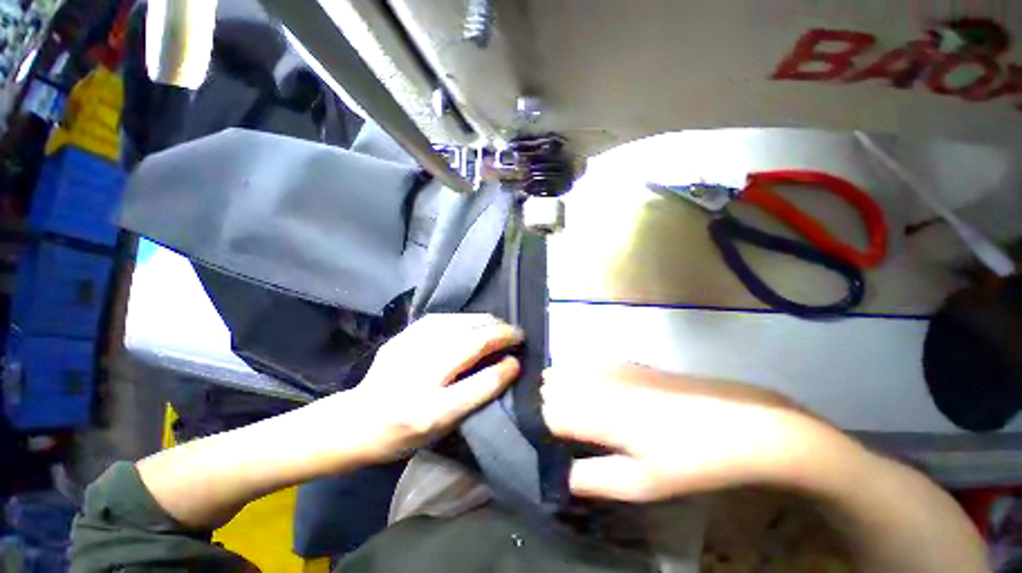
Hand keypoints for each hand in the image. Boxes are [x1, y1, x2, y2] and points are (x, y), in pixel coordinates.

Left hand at [349, 313, 521, 460]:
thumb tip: (504, 368)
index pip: (478, 386)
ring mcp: (408, 351)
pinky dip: (464, 318)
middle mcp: (419, 378)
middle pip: (469, 346)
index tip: (518, 360)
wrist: (357, 421)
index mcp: (429, 412)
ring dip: (485, 322)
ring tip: (501, 324)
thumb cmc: (403, 435)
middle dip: (500, 335)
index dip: (503, 371)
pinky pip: (441, 319)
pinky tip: (474, 321)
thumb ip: (474, 399)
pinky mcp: (402, 337)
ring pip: (458, 325)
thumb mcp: (442, 431)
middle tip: (517, 334)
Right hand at [542, 363, 835, 501]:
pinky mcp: (626, 361)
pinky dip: (577, 374)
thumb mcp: (643, 484)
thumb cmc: (690, 459)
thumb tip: (564, 475)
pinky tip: (592, 390)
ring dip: (561, 387)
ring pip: (566, 369)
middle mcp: (598, 382)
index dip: (546, 429)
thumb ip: (595, 479)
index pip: (548, 413)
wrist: (739, 422)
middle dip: (550, 405)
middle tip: (566, 429)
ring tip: (574, 410)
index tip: (556, 444)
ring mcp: (612, 367)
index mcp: (598, 413)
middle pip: (552, 386)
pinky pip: (587, 363)